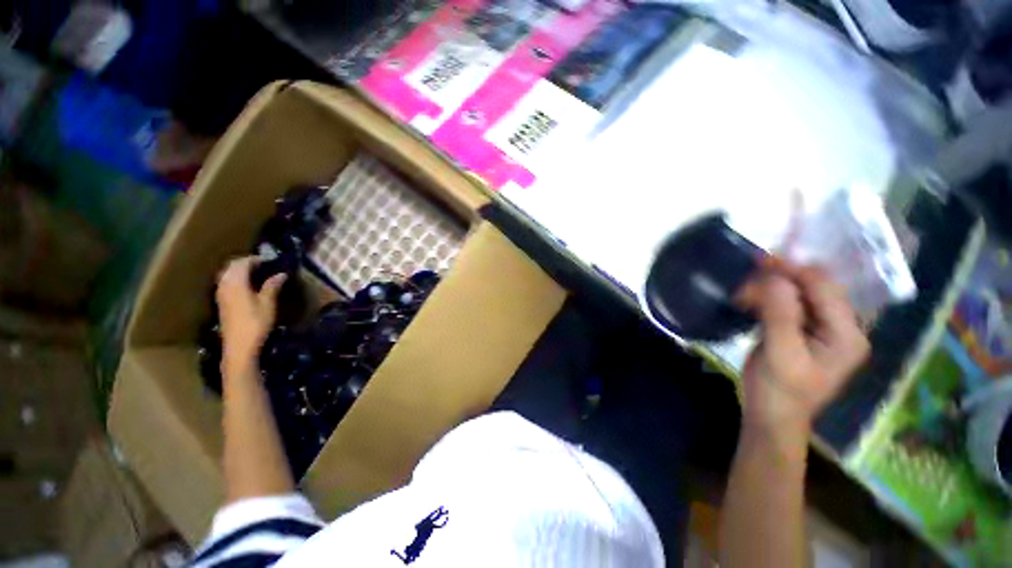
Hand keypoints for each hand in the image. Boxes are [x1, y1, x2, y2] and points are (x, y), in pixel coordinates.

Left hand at [215, 257, 286, 369]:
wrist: (238, 346)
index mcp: (235, 283)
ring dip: (240, 270)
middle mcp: (224, 285)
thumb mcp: (267, 304)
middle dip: (246, 262)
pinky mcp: (222, 302)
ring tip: (257, 272)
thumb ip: (272, 286)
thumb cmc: (255, 323)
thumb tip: (281, 273)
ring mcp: (221, 294)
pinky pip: (226, 283)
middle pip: (232, 267)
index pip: (242, 263)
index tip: (271, 259)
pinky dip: (236, 278)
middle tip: (264, 264)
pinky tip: (248, 284)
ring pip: (227, 274)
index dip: (256, 259)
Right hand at [738, 260, 869, 436]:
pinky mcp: (804, 331)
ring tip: (743, 297)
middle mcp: (842, 326)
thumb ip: (781, 315)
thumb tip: (774, 278)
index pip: (824, 288)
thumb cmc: (779, 391)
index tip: (759, 261)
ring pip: (798, 294)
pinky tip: (751, 304)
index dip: (793, 271)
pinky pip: (789, 304)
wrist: (771, 416)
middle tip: (745, 283)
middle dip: (780, 280)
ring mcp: (823, 329)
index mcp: (847, 334)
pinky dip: (768, 299)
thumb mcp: (780, 354)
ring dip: (770, 290)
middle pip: (813, 287)